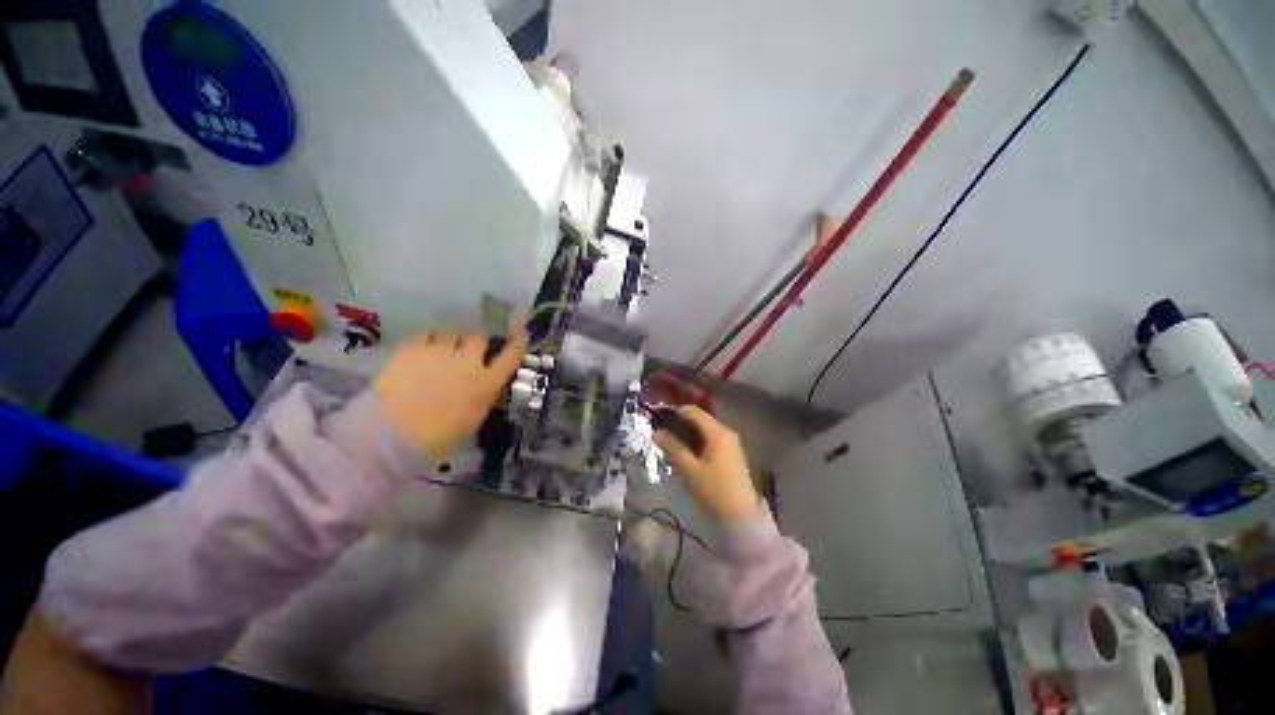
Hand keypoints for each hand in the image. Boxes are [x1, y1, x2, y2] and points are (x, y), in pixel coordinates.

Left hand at [374, 328, 524, 460]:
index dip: (517, 344)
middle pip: (479, 338)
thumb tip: (485, 386)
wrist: (391, 435)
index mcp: (486, 383)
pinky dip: (428, 340)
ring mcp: (439, 352)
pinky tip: (422, 349)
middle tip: (468, 350)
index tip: (520, 335)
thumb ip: (483, 397)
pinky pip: (426, 334)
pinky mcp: (412, 348)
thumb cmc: (437, 438)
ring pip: (452, 333)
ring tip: (442, 350)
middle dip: (476, 343)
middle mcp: (468, 362)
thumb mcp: (472, 420)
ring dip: (451, 341)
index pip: (510, 356)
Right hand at [653, 406, 761, 522]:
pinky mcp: (732, 454)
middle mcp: (726, 432)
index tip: (658, 418)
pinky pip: (711, 440)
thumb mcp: (689, 469)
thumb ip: (672, 447)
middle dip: (680, 424)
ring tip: (671, 444)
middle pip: (700, 420)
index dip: (675, 412)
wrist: (742, 516)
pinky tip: (687, 454)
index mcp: (717, 432)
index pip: (693, 412)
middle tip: (662, 433)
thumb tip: (656, 432)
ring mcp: (732, 443)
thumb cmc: (714, 490)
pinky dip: (697, 442)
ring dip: (688, 434)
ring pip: (705, 431)